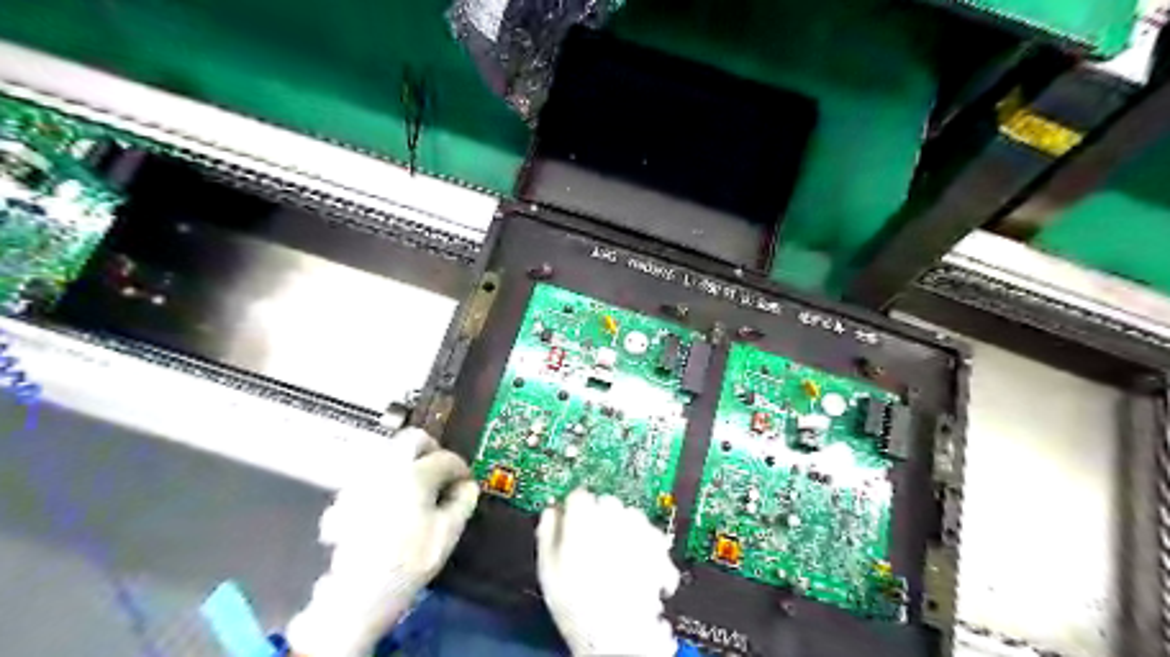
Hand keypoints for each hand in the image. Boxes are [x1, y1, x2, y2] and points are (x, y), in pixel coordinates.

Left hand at [286, 426, 475, 656]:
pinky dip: (384, 480)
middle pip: (413, 439)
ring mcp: (362, 480)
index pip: (446, 458)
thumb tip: (467, 486)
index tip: (465, 483)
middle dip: (431, 450)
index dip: (461, 469)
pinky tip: (387, 503)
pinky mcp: (345, 497)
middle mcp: (387, 467)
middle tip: (441, 471)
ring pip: (389, 454)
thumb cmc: (409, 561)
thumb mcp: (448, 533)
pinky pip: (370, 475)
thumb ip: (463, 502)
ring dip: (406, 463)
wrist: (357, 593)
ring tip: (416, 487)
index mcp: (416, 473)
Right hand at [535, 491, 677, 655]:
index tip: (572, 520)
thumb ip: (547, 532)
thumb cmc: (578, 609)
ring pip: (631, 515)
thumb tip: (551, 511)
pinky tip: (638, 562)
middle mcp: (612, 521)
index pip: (578, 496)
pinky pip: (654, 534)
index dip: (574, 509)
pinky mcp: (658, 549)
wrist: (615, 640)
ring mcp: (638, 533)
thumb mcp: (548, 571)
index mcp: (582, 522)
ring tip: (617, 555)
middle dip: (601, 517)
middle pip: (606, 503)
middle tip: (594, 543)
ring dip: (624, 528)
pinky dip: (647, 544)